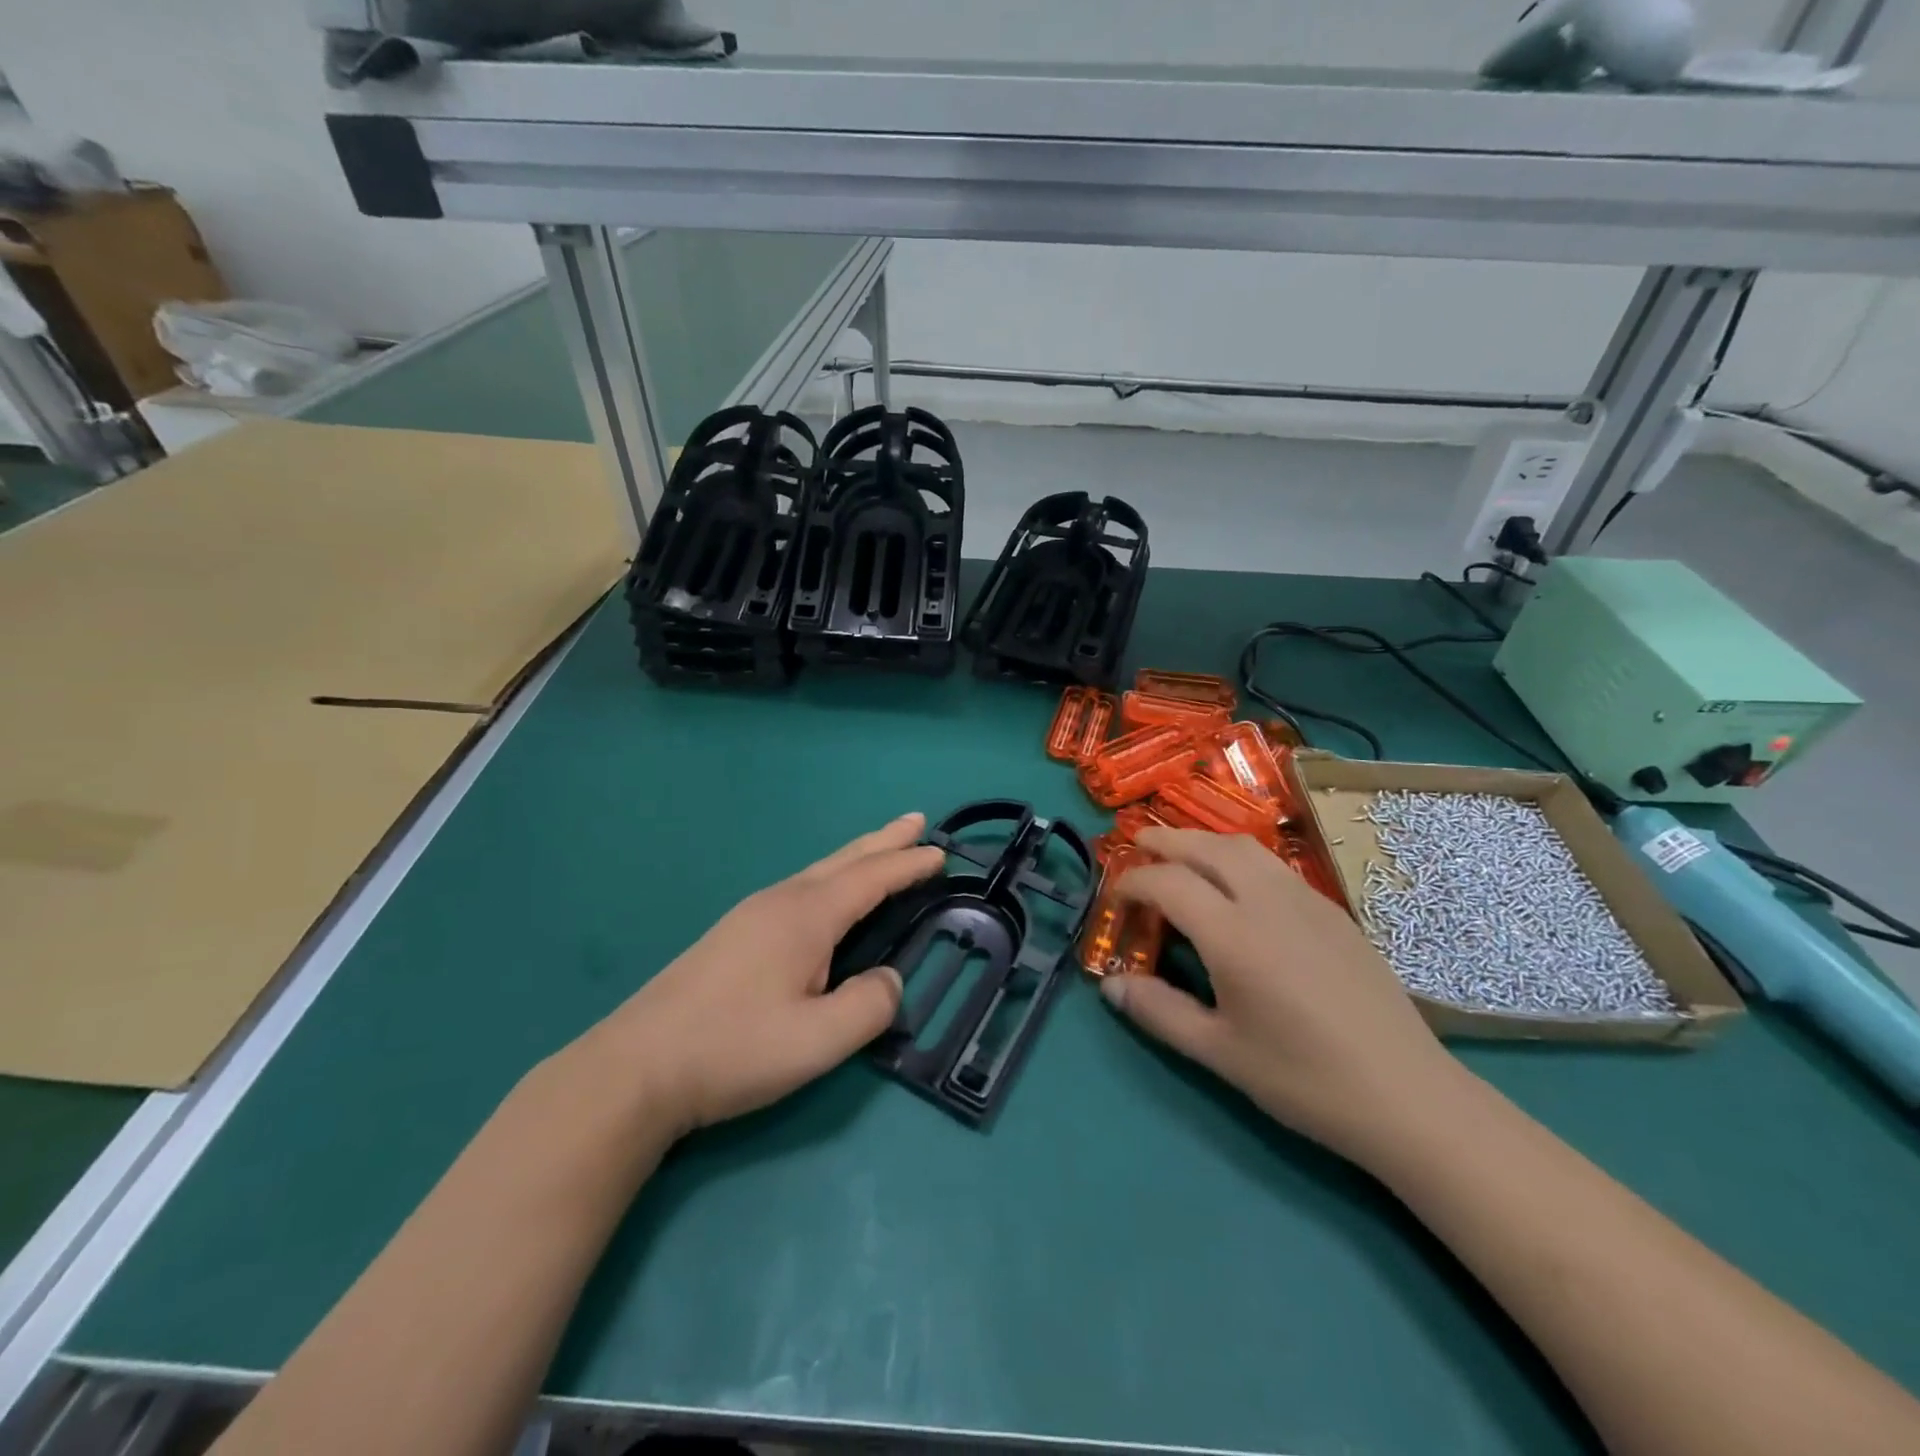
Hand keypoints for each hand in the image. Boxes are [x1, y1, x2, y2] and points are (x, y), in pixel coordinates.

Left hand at [585, 813, 943, 1138]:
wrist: (635, 1068)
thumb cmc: (733, 1049)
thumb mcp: (817, 1041)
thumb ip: (869, 1007)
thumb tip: (889, 980)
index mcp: (806, 917)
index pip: (871, 879)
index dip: (908, 864)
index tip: (940, 852)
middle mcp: (781, 901)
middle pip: (844, 861)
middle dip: (884, 841)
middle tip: (917, 821)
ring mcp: (751, 914)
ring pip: (818, 872)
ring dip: (856, 857)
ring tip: (880, 850)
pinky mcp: (732, 934)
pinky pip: (799, 889)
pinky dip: (830, 878)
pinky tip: (825, 897)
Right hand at [1103, 828, 1464, 1164]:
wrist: (1408, 1096)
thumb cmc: (1304, 1079)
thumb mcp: (1219, 1052)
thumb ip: (1159, 1011)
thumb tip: (1111, 986)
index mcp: (1233, 934)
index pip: (1169, 882)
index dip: (1133, 880)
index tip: (1116, 894)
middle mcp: (1267, 901)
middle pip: (1206, 847)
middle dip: (1165, 839)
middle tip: (1137, 843)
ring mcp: (1306, 900)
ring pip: (1245, 847)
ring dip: (1204, 841)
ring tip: (1181, 854)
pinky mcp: (1333, 912)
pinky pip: (1274, 865)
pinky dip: (1239, 857)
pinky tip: (1237, 885)